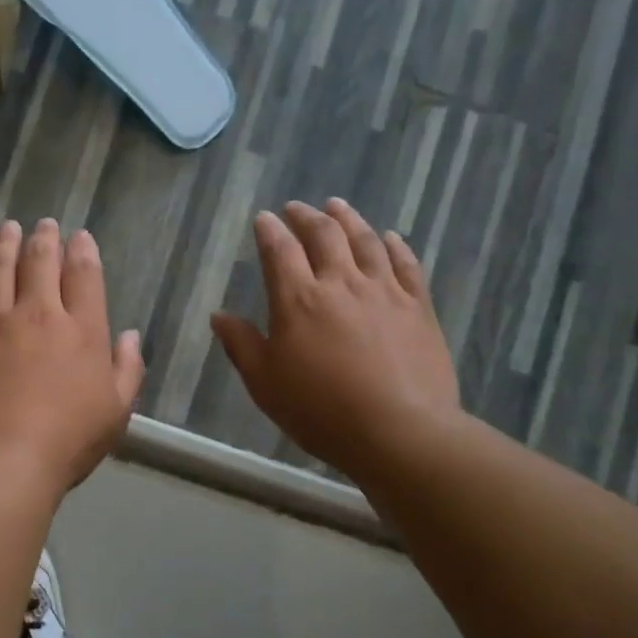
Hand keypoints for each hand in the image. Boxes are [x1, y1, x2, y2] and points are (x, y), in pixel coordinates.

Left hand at [0, 219, 145, 492]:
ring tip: (9, 227)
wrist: (0, 460)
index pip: (84, 276)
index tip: (79, 237)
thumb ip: (127, 369)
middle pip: (40, 263)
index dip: (82, 251)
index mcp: (81, 331)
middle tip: (44, 223)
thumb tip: (128, 335)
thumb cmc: (66, 441)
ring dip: (5, 244)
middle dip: (45, 238)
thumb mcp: (116, 412)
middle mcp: (37, 315)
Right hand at [211, 198, 459, 480]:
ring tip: (337, 206)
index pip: (279, 251)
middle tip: (297, 207)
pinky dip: (395, 245)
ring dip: (348, 219)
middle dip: (306, 216)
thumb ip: (241, 345)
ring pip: (365, 241)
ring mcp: (384, 291)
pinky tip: (390, 236)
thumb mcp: (265, 384)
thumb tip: (219, 315)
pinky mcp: (418, 307)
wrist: (400, 431)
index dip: (270, 230)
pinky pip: (406, 264)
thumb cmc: (321, 411)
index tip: (264, 218)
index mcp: (298, 300)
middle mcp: (341, 283)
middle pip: (324, 235)